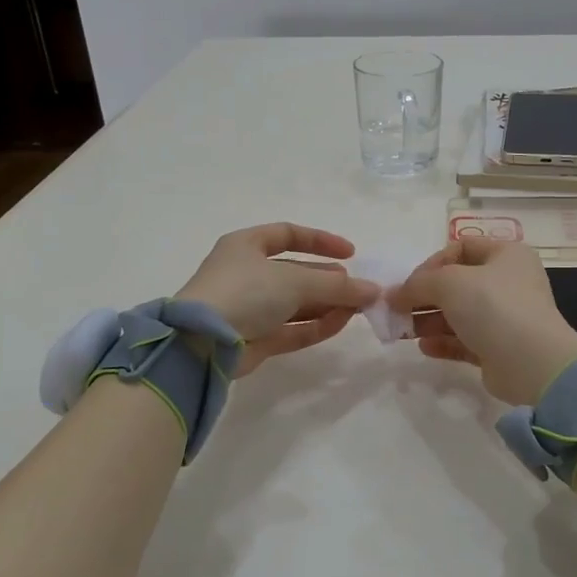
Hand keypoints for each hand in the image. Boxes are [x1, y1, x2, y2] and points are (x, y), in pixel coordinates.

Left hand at [177, 224, 378, 376]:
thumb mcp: (294, 280)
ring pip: (295, 303)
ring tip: (358, 307)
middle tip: (358, 288)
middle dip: (329, 280)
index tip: (351, 253)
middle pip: (295, 272)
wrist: (202, 342)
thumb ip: (337, 285)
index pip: (288, 235)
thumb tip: (375, 291)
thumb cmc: (245, 293)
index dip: (320, 241)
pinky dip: (316, 325)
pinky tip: (342, 322)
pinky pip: (291, 328)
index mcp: (246, 245)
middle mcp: (246, 274)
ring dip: (326, 304)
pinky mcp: (254, 339)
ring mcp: (249, 308)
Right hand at [390, 238, 576, 405]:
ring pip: (459, 314)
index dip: (432, 263)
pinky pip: (465, 340)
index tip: (411, 283)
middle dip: (425, 296)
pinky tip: (424, 347)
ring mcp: (506, 317)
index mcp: (506, 255)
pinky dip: (443, 342)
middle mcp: (509, 282)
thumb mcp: (449, 282)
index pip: (461, 248)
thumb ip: (417, 284)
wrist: (532, 362)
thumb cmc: (493, 306)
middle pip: (457, 284)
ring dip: (429, 320)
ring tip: (403, 330)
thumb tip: (392, 295)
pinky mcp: (500, 348)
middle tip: (397, 310)